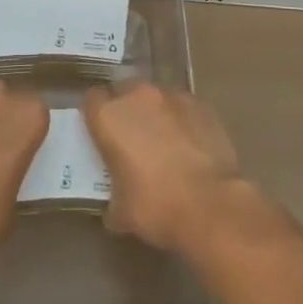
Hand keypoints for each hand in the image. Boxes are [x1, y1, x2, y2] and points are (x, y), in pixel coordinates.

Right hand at [83, 83, 247, 253]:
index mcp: (109, 116)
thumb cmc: (155, 206)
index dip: (95, 116)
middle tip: (131, 138)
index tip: (100, 134)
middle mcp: (139, 97)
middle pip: (125, 91)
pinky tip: (189, 145)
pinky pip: (184, 108)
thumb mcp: (120, 212)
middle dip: (126, 110)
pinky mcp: (202, 106)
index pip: (92, 100)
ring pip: (156, 97)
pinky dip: (182, 120)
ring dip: (155, 113)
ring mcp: (173, 97)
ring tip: (164, 141)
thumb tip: (116, 206)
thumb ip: (112, 197)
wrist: (211, 205)